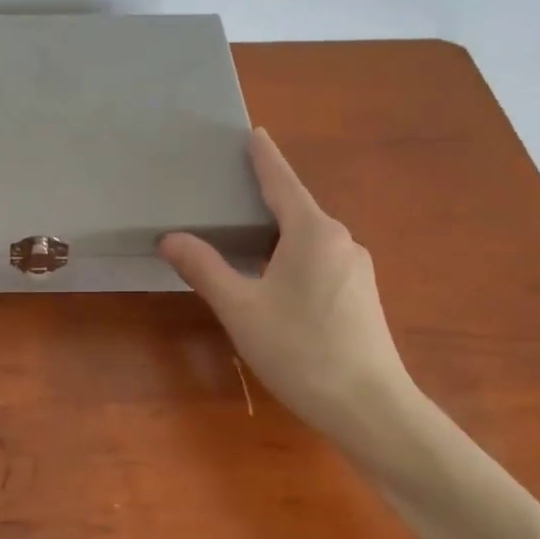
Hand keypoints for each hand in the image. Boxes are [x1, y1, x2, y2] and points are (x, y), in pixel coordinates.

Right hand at [159, 129, 417, 445]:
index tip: (255, 132)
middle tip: (230, 192)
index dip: (264, 157)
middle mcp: (340, 240)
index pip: (282, 182)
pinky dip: (293, 257)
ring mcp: (356, 268)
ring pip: (309, 239)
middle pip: (296, 209)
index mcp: (312, 232)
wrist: (369, 406)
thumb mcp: (240, 308)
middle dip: (265, 199)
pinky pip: (320, 261)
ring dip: (278, 234)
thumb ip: (204, 268)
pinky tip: (275, 281)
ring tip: (244, 239)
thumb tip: (170, 238)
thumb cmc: (300, 349)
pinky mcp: (361, 295)